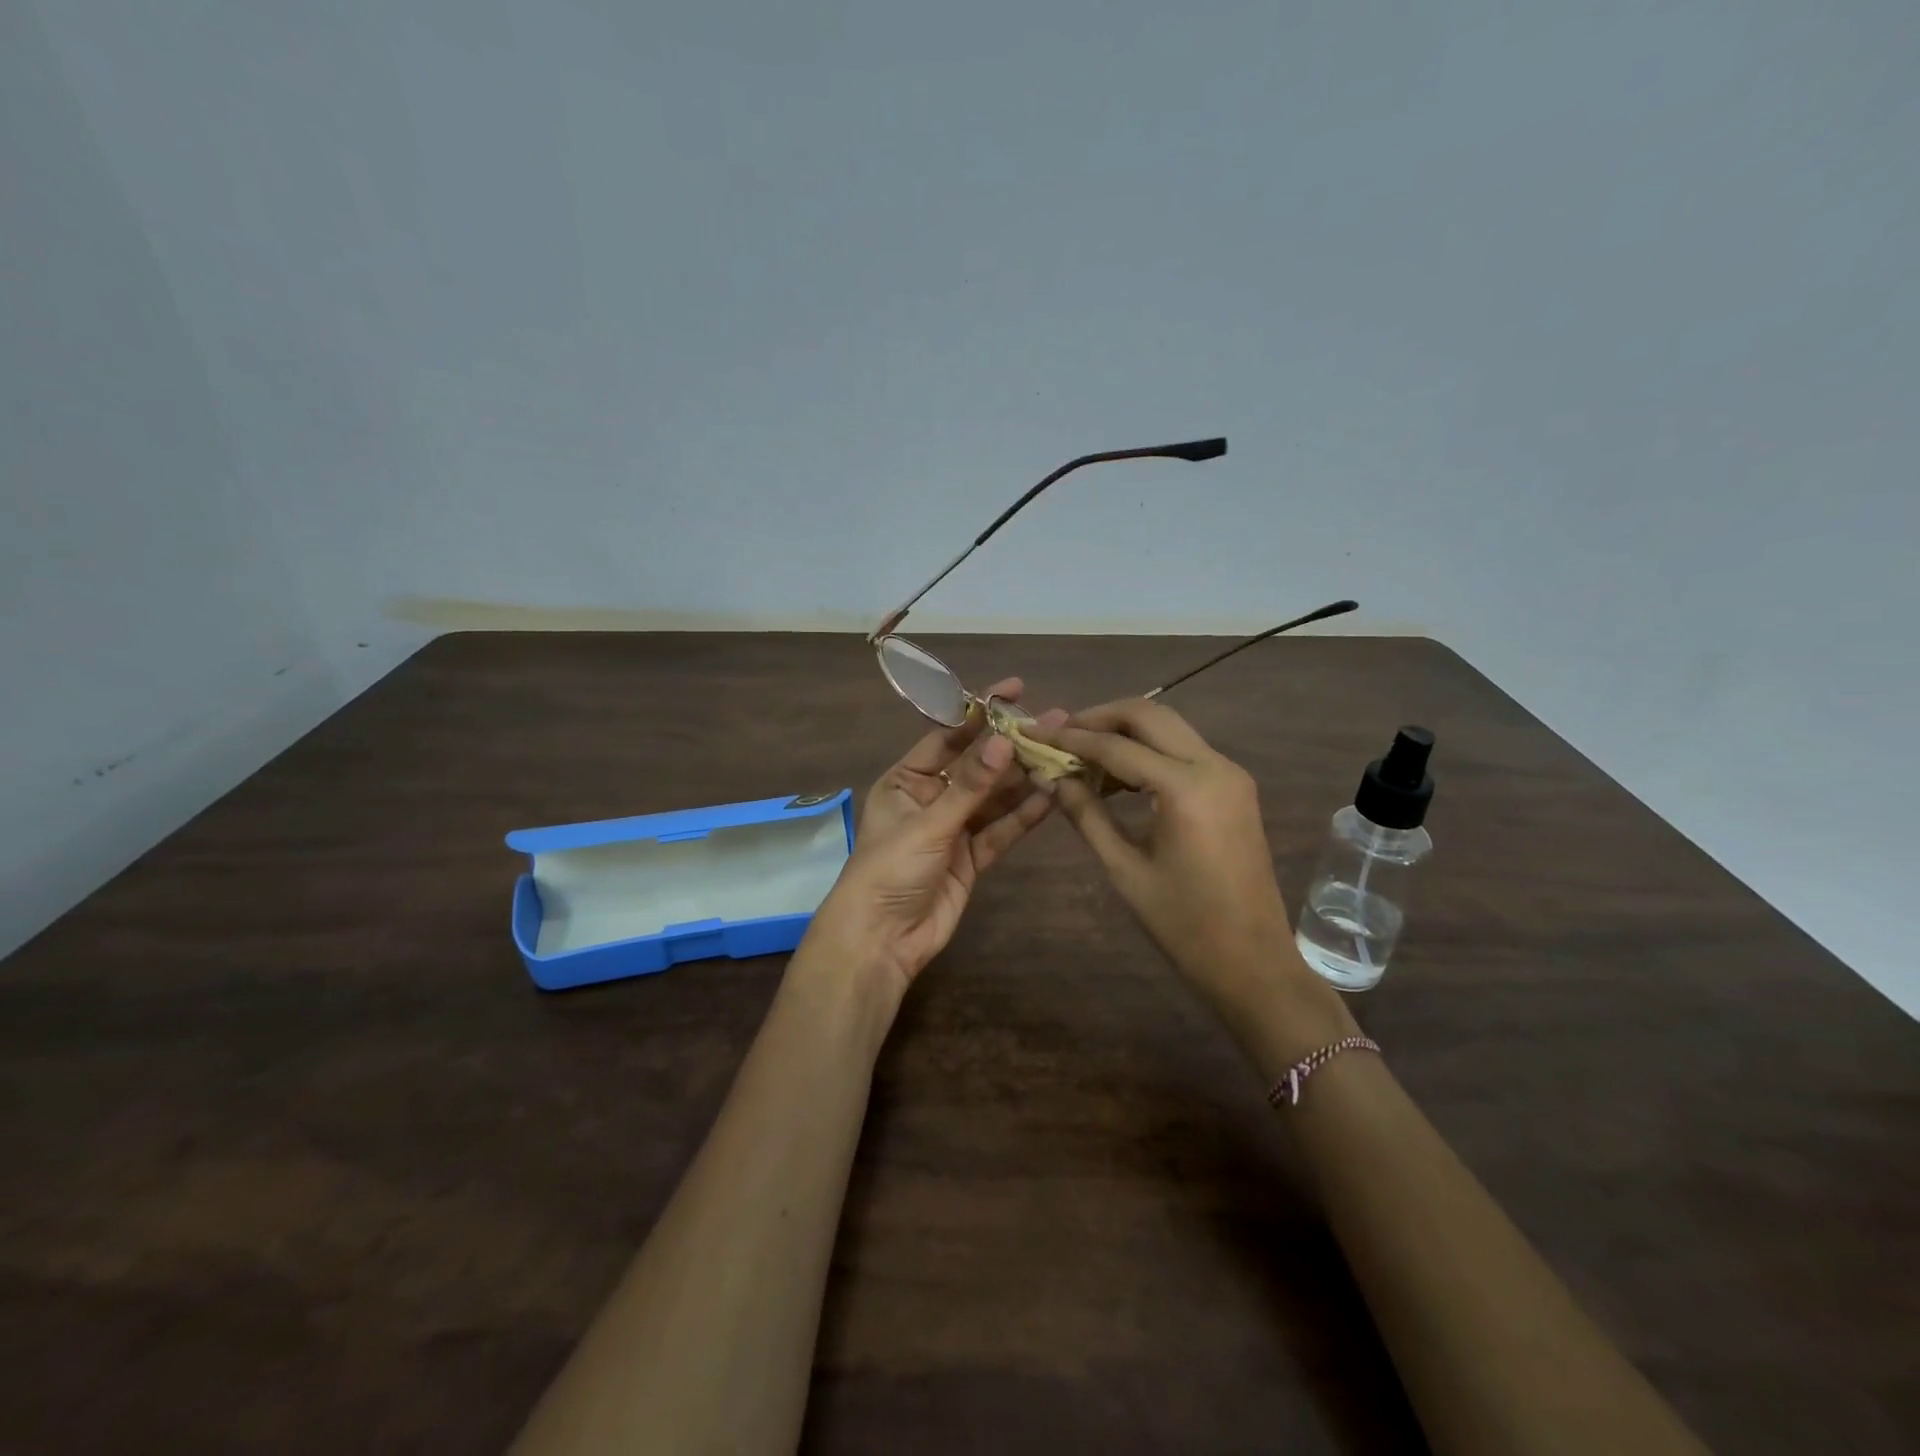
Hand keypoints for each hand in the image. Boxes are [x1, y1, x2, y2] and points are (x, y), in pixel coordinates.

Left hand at [811, 677, 1064, 998]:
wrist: (880, 941)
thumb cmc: (889, 870)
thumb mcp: (929, 823)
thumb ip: (971, 786)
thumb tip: (1006, 740)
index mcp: (905, 780)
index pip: (948, 736)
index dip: (980, 713)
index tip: (1015, 690)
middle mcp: (930, 799)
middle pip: (978, 766)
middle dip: (1012, 747)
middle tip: (1054, 722)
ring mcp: (953, 830)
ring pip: (994, 798)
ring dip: (1025, 780)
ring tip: (1062, 755)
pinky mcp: (971, 859)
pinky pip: (1001, 830)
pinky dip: (1024, 815)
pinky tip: (1052, 795)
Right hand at [1027, 699, 1319, 1017]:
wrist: (1252, 961)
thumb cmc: (1183, 924)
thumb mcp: (1124, 869)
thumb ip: (1086, 814)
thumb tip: (1051, 777)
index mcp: (1186, 789)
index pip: (1116, 747)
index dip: (1070, 739)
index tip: (1033, 733)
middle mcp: (1214, 766)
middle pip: (1149, 715)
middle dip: (1099, 718)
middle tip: (1059, 733)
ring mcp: (1230, 773)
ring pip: (1169, 727)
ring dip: (1124, 731)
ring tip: (1081, 753)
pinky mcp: (1234, 786)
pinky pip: (1184, 750)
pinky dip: (1148, 750)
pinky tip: (1117, 774)